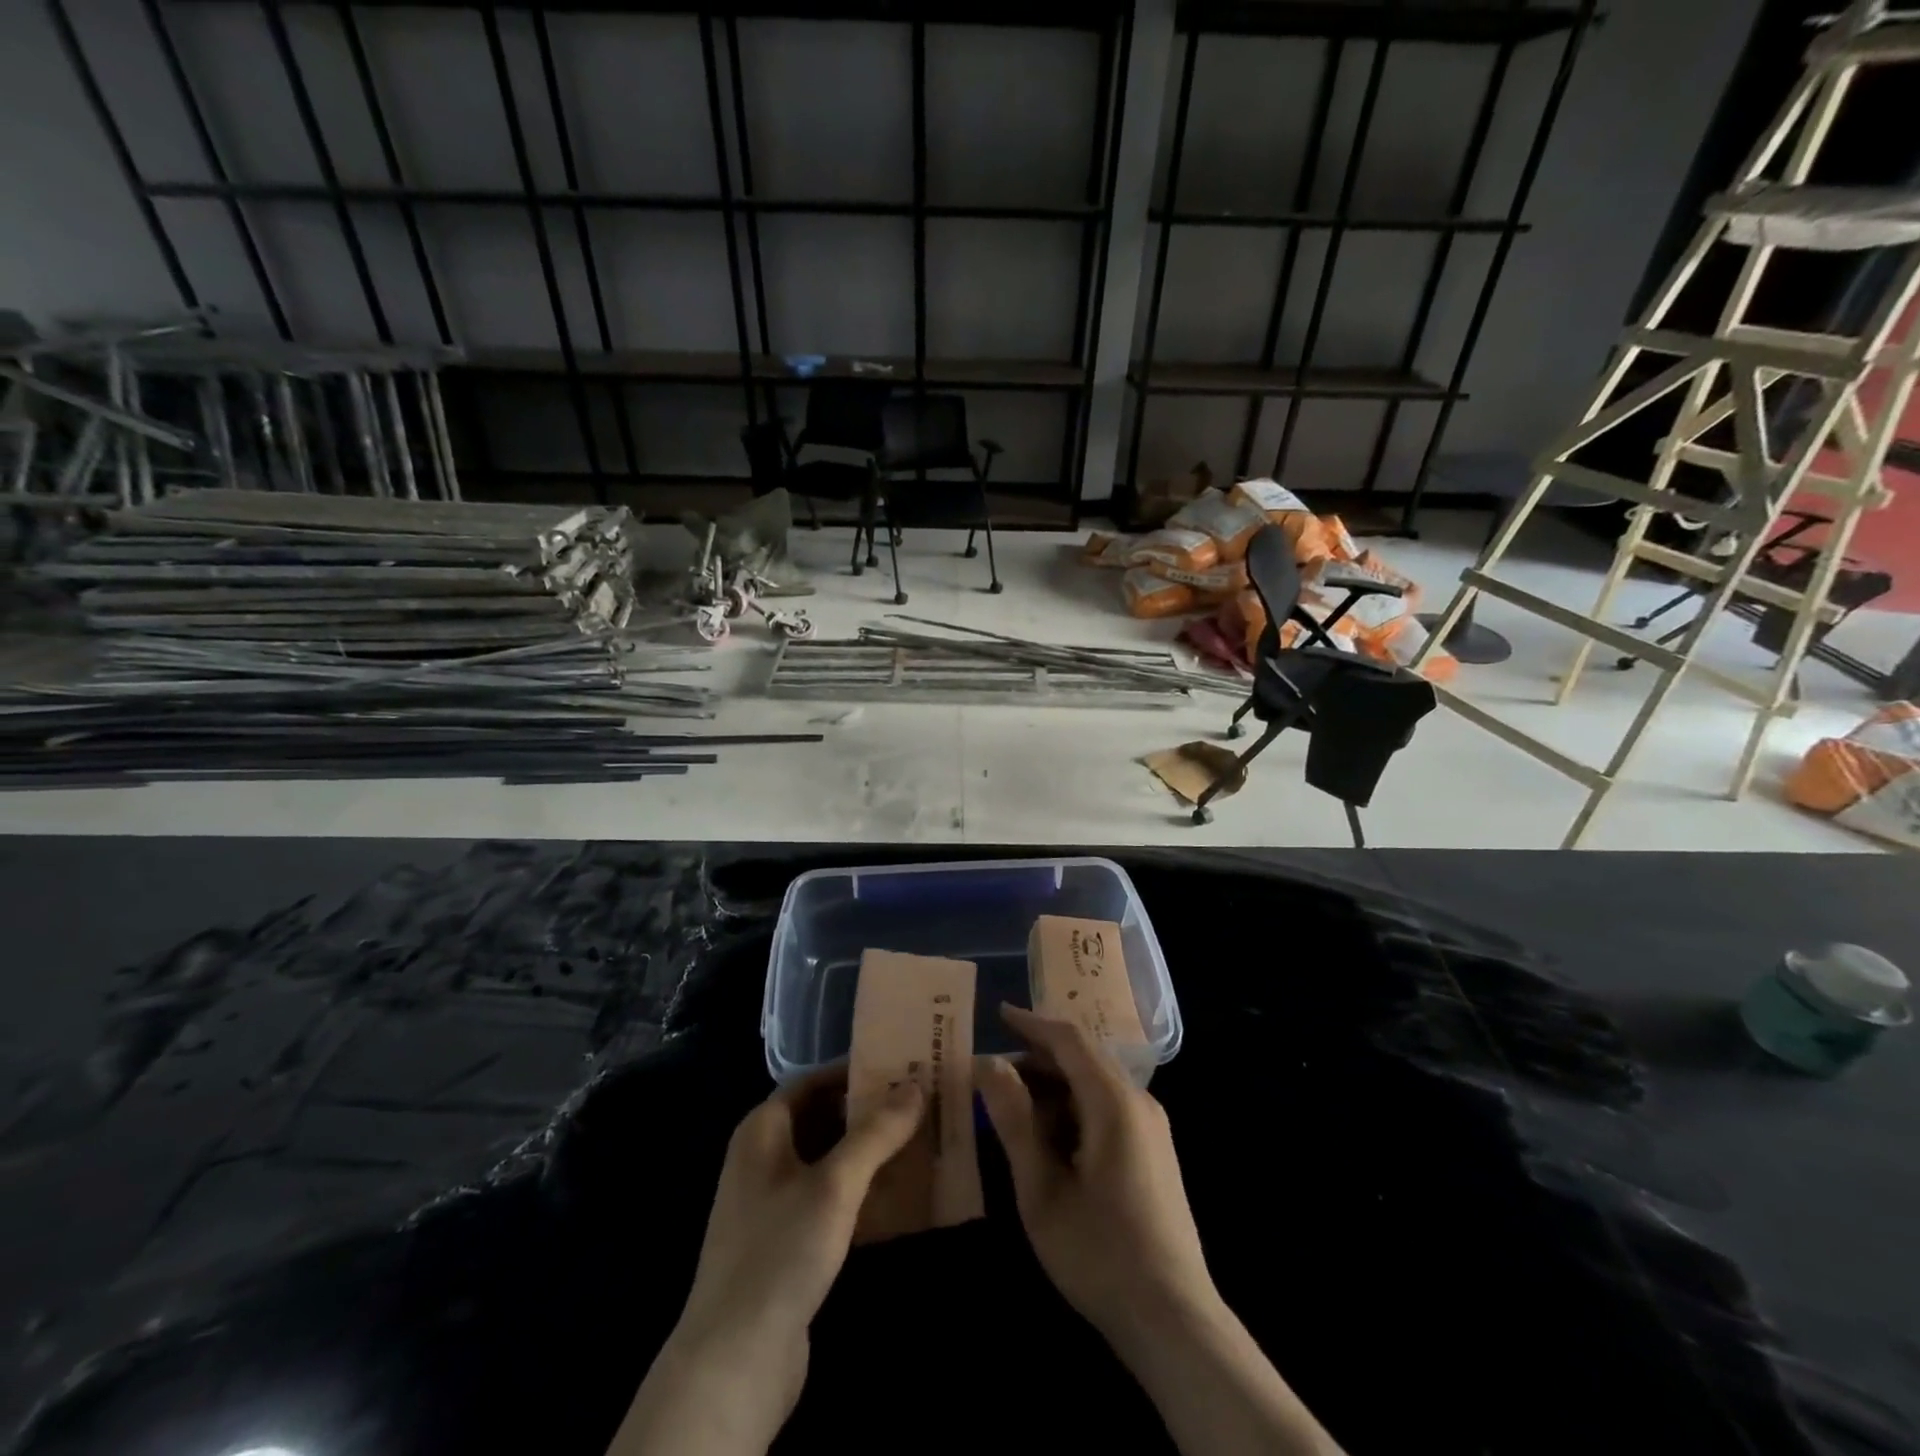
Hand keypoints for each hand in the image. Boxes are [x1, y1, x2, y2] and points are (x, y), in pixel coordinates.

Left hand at [611, 1074, 923, 1455]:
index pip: (812, 1081)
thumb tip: (916, 1084)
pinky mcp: (786, 1243)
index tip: (901, 1067)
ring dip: (868, 1152)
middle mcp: (763, 1158)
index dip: (854, 1071)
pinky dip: (860, 1191)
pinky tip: (898, 1196)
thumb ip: (876, 1132)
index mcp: (762, 1131)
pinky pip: (828, 1199)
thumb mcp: (835, 1184)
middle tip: (919, 1103)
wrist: (733, 1363)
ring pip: (827, 1160)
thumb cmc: (780, 1252)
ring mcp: (772, 1203)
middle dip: (868, 1111)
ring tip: (918, 1141)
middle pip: (821, 1118)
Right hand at [976, 1005, 1217, 1353]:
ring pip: (1096, 1082)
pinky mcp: (1155, 1150)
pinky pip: (1109, 1106)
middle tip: (994, 1071)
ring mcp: (1152, 1127)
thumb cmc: (1099, 1253)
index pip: (1069, 1039)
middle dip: (1039, 1056)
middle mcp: (1139, 1101)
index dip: (1031, 1023)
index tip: (997, 1013)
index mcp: (1113, 1102)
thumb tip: (988, 1063)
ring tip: (1015, 1105)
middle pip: (1084, 1057)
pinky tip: (1051, 1136)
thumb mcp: (1042, 1189)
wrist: (1173, 1320)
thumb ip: (1014, 1120)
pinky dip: (1075, 1106)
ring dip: (1056, 1084)